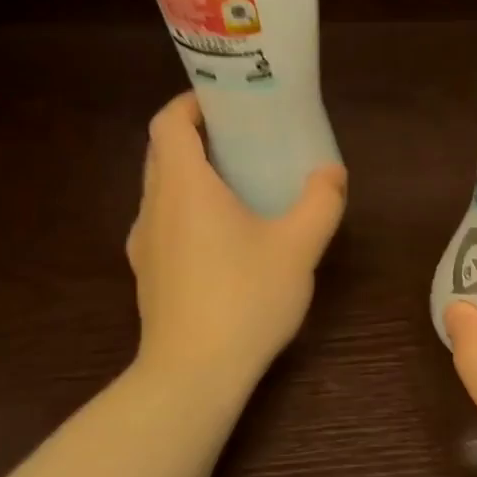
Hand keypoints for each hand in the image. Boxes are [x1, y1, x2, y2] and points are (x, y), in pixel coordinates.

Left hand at [127, 93, 346, 388]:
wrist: (193, 374)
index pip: (168, 123)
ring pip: (161, 191)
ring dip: (192, 176)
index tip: (224, 103)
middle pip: (162, 153)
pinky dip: (188, 211)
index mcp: (183, 186)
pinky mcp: (148, 275)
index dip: (190, 103)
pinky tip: (225, 238)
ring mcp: (144, 244)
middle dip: (196, 137)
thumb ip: (320, 202)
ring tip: (238, 185)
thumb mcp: (298, 246)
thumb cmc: (245, 298)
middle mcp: (154, 207)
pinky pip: (165, 224)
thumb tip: (332, 172)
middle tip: (242, 139)